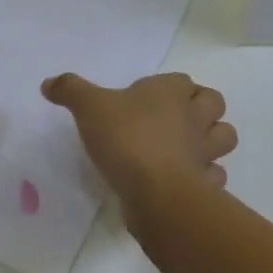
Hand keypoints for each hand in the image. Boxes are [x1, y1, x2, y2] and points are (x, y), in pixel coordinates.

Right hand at [41, 72, 237, 207]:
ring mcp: (205, 152)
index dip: (171, 87)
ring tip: (185, 147)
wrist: (156, 192)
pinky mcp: (206, 185)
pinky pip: (214, 176)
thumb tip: (48, 83)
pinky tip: (184, 180)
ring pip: (224, 137)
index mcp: (170, 92)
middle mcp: (194, 117)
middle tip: (174, 119)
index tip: (148, 97)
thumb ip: (69, 91)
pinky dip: (205, 177)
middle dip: (201, 108)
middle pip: (214, 103)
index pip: (182, 80)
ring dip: (212, 140)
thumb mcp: (88, 107)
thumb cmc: (126, 138)